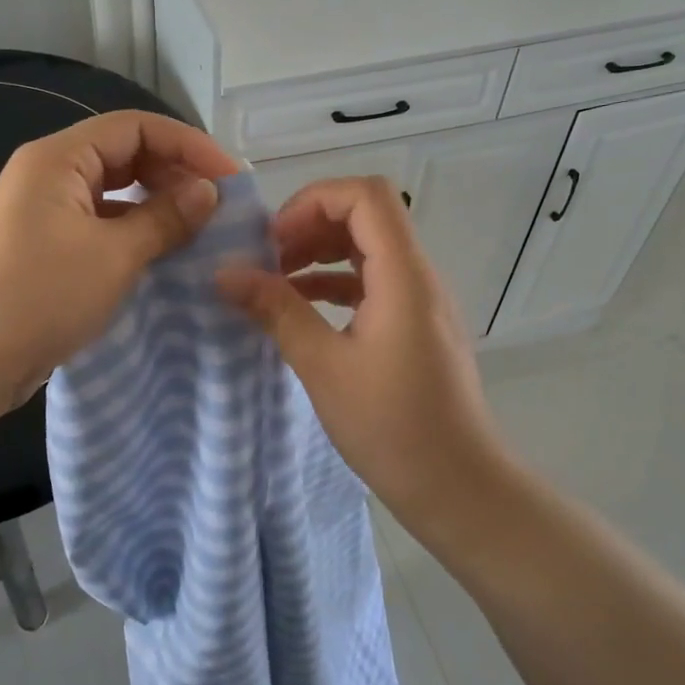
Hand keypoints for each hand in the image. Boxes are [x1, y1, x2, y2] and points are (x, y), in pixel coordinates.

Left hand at [0, 111, 241, 413]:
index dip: (188, 145)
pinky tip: (160, 251)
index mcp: (58, 158)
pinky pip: (98, 221)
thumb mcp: (114, 255)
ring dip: (155, 203)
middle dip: (173, 173)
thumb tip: (207, 191)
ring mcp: (43, 210)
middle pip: (123, 153)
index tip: (230, 178)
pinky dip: (132, 229)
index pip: (135, 127)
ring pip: (112, 190)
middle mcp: (48, 173)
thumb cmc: (41, 296)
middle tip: (217, 206)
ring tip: (197, 228)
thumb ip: (165, 217)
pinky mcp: (44, 244)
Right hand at [216, 177, 514, 548]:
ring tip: (274, 283)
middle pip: (366, 216)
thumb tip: (225, 274)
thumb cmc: (393, 427)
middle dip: (310, 226)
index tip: (274, 241)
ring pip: (368, 249)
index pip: (366, 196)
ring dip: (320, 255)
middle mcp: (418, 276)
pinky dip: (335, 283)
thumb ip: (276, 311)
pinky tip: (301, 310)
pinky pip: (373, 282)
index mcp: (403, 276)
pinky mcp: (416, 325)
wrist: (459, 488)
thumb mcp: (323, 366)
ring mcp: (421, 301)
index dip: (313, 202)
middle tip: (266, 261)